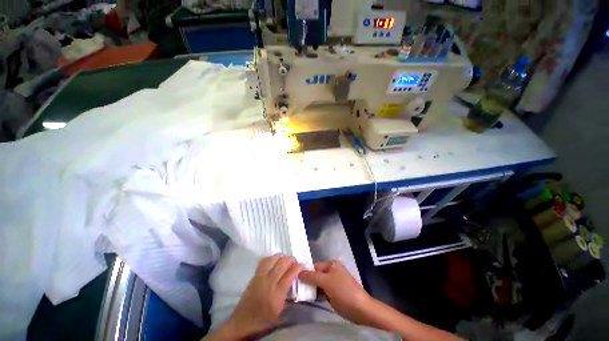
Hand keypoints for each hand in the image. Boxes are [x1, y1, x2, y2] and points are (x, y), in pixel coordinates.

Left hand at [211, 255, 299, 339]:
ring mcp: (261, 277)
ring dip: (281, 257)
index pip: (290, 274)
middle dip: (291, 259)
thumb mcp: (279, 311)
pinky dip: (271, 258)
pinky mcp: (255, 275)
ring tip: (285, 259)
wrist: (243, 321)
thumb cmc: (263, 319)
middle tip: (294, 262)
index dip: (297, 267)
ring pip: (273, 259)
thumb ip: (287, 295)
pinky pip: (264, 261)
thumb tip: (293, 280)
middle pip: (283, 263)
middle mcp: (269, 282)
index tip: (301, 266)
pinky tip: (274, 260)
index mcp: (277, 294)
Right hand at [299, 261, 372, 323]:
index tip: (294, 277)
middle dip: (306, 280)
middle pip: (315, 275)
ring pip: (317, 284)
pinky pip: (321, 292)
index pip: (315, 266)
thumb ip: (312, 276)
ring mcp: (332, 283)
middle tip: (295, 287)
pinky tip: (307, 297)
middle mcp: (331, 272)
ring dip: (310, 288)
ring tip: (298, 293)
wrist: (359, 308)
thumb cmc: (343, 291)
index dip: (305, 271)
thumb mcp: (327, 281)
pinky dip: (315, 294)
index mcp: (331, 265)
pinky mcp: (332, 293)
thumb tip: (299, 272)